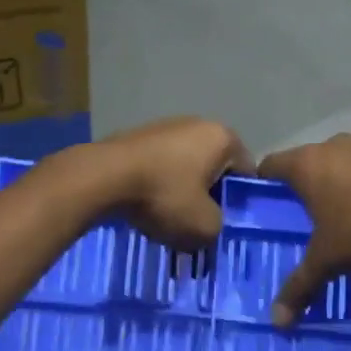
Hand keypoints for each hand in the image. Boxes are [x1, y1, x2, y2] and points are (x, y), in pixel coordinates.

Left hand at [87, 117, 253, 251]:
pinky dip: (159, 183)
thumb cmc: (164, 196)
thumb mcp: (204, 227)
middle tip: (199, 224)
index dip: (239, 202)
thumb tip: (210, 224)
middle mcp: (198, 123)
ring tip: (169, 219)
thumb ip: (219, 227)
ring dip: (182, 190)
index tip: (226, 224)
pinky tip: (147, 205)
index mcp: (223, 137)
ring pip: (186, 166)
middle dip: (209, 195)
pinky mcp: (140, 135)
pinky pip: (161, 164)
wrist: (104, 177)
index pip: (246, 172)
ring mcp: (167, 125)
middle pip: (215, 167)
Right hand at [257, 134, 350, 325]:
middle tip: (307, 216)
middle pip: (308, 161)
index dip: (264, 181)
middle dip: (307, 186)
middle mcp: (333, 146)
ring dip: (342, 182)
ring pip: (343, 161)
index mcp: (307, 165)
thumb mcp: (329, 260)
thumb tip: (276, 321)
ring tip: (348, 214)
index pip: (271, 163)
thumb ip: (301, 286)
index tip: (265, 201)